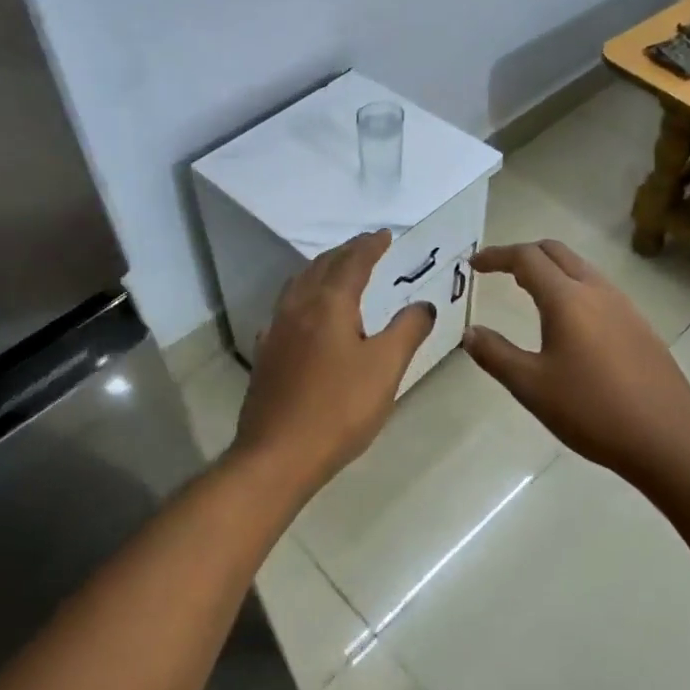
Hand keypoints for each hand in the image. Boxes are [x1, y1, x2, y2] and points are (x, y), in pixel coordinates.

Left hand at [231, 229, 434, 485]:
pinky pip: (285, 310)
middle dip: (345, 252)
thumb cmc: (339, 409)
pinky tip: (305, 315)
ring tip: (337, 271)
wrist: (277, 455)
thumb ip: (407, 330)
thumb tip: (423, 305)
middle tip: (365, 247)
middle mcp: (297, 307)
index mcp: (329, 304)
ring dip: (321, 270)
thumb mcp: (385, 368)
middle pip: (321, 267)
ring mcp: (276, 330)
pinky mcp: (266, 354)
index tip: (385, 235)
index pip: (352, 262)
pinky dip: (303, 297)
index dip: (370, 246)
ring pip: (298, 285)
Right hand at [463, 240, 689, 484]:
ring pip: (581, 268)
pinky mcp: (640, 326)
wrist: (668, 439)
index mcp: (567, 299)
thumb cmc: (592, 410)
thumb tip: (470, 333)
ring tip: (528, 292)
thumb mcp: (532, 387)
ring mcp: (624, 306)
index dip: (496, 256)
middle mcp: (597, 291)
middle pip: (556, 252)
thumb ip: (496, 355)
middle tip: (498, 271)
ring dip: (551, 270)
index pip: (526, 258)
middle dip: (523, 254)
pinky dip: (573, 288)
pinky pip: (599, 290)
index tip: (474, 265)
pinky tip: (569, 322)